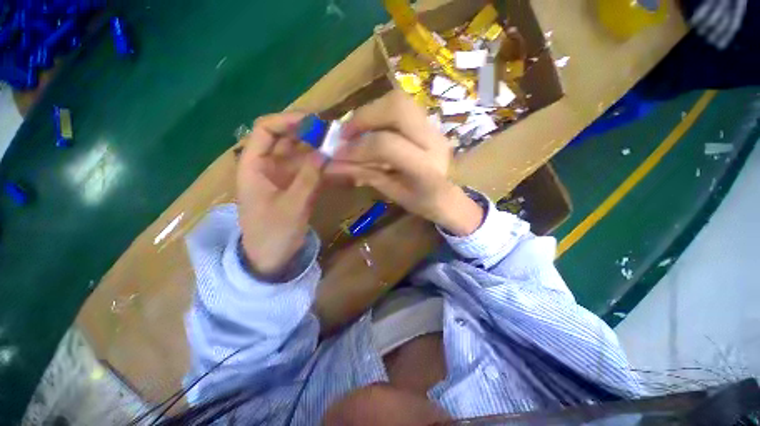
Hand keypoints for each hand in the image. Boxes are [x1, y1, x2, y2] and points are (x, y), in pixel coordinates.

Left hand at [237, 112, 323, 277]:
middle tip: (335, 132)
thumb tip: (325, 152)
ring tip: (340, 145)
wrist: (270, 259)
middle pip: (286, 139)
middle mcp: (267, 166)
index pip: (265, 130)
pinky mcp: (295, 186)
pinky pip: (309, 169)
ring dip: (319, 149)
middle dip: (309, 133)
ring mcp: (283, 176)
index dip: (288, 121)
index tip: (315, 121)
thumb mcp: (291, 207)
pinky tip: (337, 163)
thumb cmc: (272, 234)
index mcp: (254, 166)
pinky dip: (322, 165)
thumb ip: (308, 179)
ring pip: (300, 154)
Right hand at [327, 91, 483, 235]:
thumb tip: (331, 166)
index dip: (358, 147)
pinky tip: (370, 127)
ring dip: (371, 111)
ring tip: (355, 129)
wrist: (451, 196)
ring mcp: (435, 128)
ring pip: (400, 101)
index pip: (387, 146)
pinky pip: (402, 107)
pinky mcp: (430, 123)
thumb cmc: (423, 202)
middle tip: (345, 134)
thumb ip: (364, 175)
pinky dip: (380, 112)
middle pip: (398, 108)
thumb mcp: (392, 193)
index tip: (338, 154)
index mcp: (425, 169)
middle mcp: (434, 141)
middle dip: (364, 116)